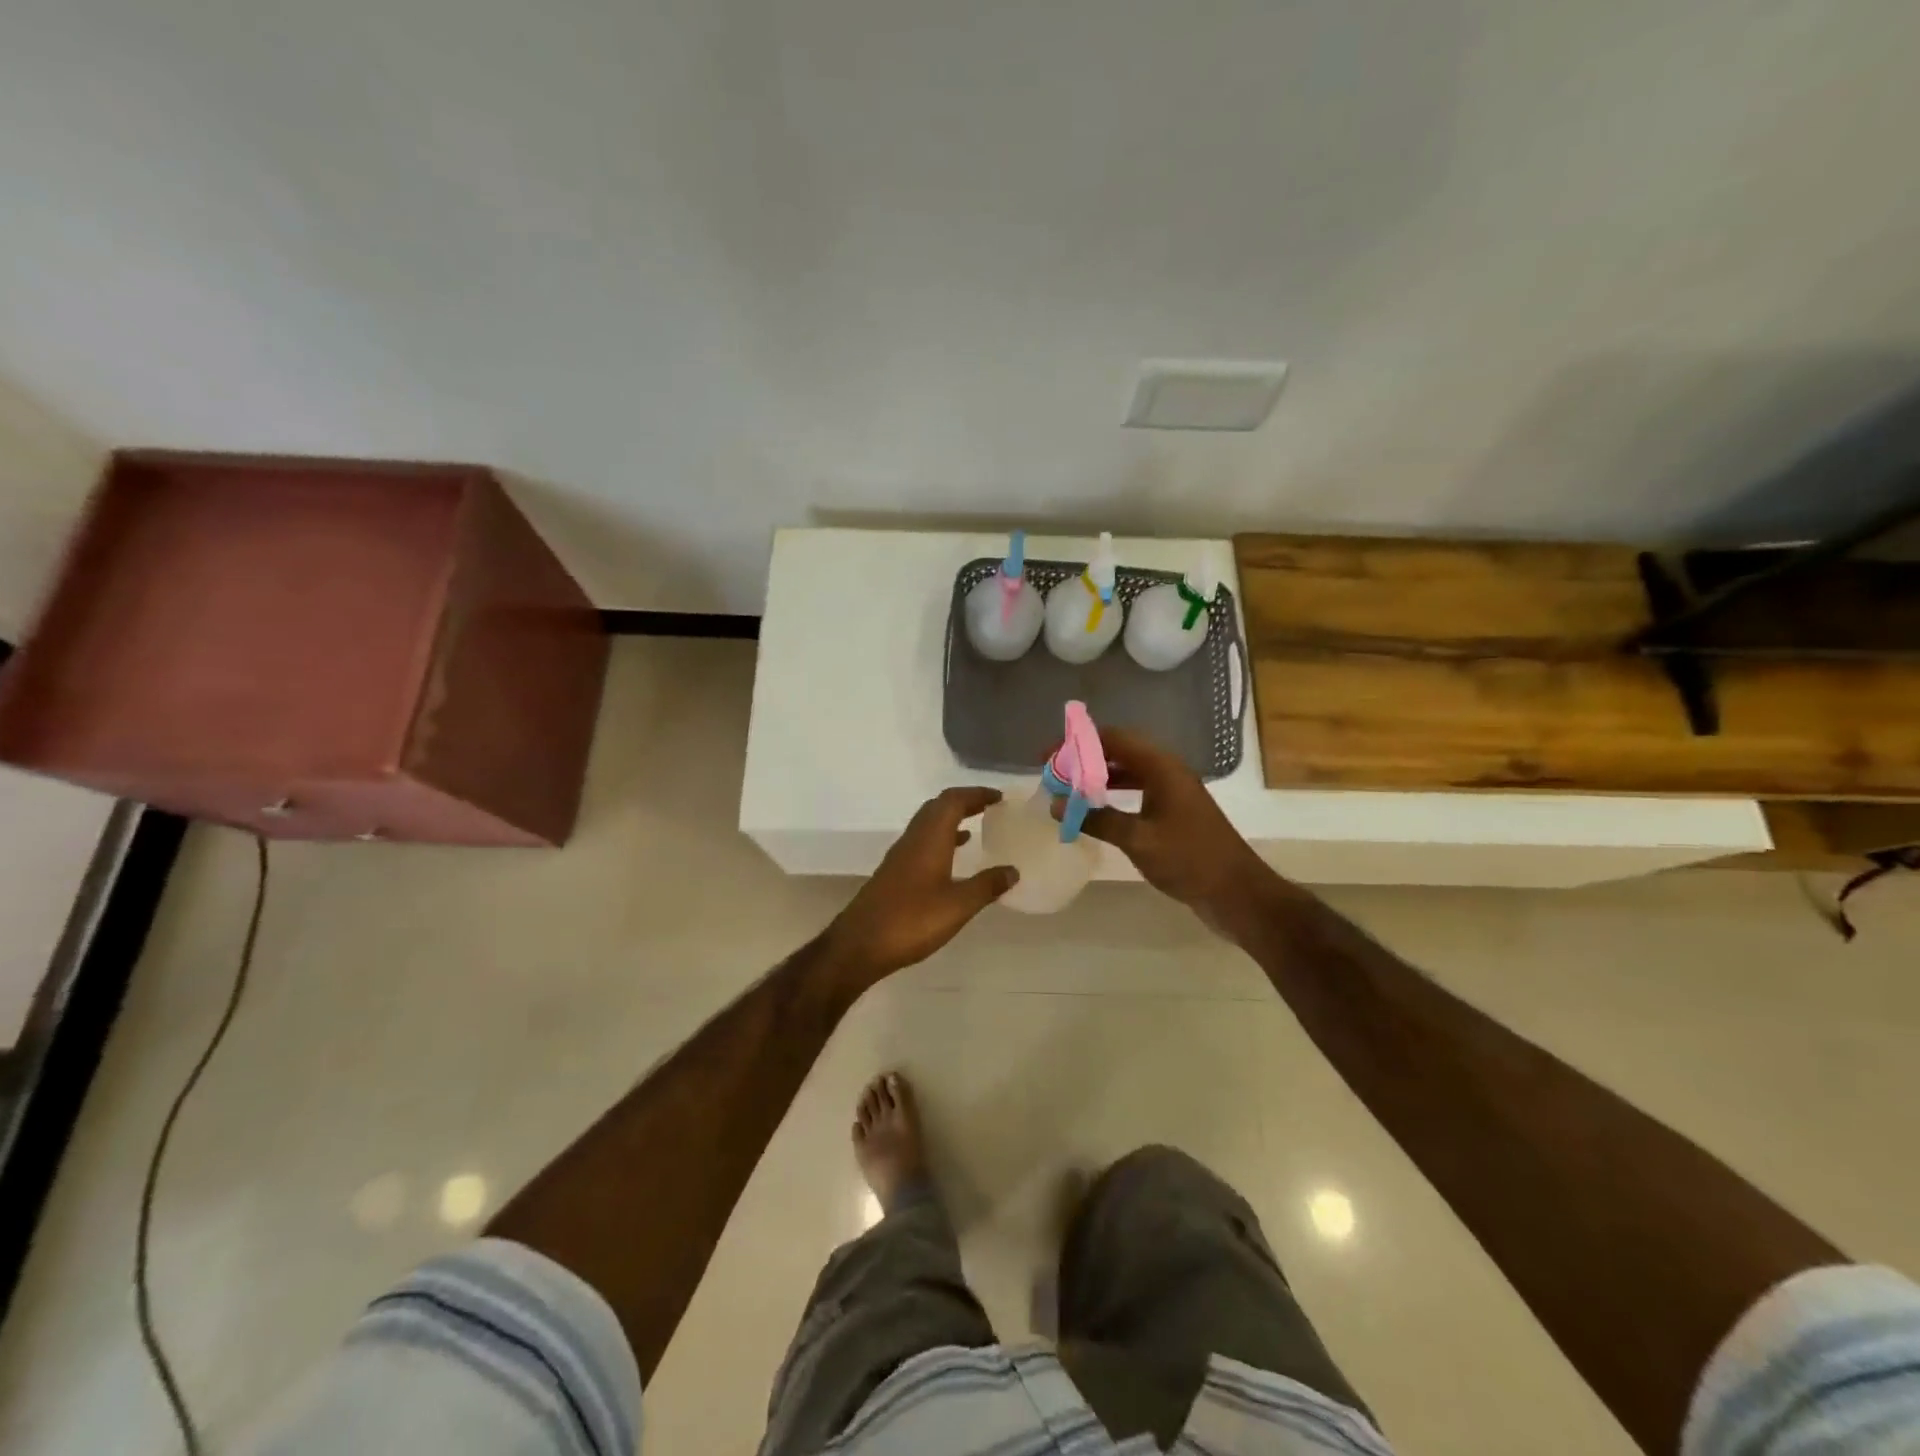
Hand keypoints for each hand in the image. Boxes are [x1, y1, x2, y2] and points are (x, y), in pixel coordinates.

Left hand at [826, 788, 1018, 983]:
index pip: (953, 801)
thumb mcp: (958, 906)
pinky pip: (921, 843)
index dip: (976, 794)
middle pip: (938, 807)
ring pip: (927, 824)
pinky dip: (940, 840)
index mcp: (929, 838)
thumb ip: (987, 886)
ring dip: (951, 820)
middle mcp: (913, 839)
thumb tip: (1013, 870)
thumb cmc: (912, 920)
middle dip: (964, 803)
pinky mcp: (894, 872)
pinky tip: (951, 859)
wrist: (860, 944)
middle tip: (989, 808)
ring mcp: (900, 856)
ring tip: (975, 828)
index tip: (999, 797)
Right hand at [1053, 727, 1280, 935]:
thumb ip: (1097, 818)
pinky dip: (1113, 796)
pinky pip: (1137, 792)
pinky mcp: (1174, 813)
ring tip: (1067, 790)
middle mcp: (1168, 772)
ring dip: (1098, 778)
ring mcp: (1173, 793)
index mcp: (1162, 768)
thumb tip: (1057, 804)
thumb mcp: (1138, 839)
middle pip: (1120, 752)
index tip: (1049, 756)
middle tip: (1053, 773)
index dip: (1079, 743)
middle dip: (1085, 759)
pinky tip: (1095, 811)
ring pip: (1128, 773)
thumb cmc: (1189, 860)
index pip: (1114, 739)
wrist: (1236, 893)